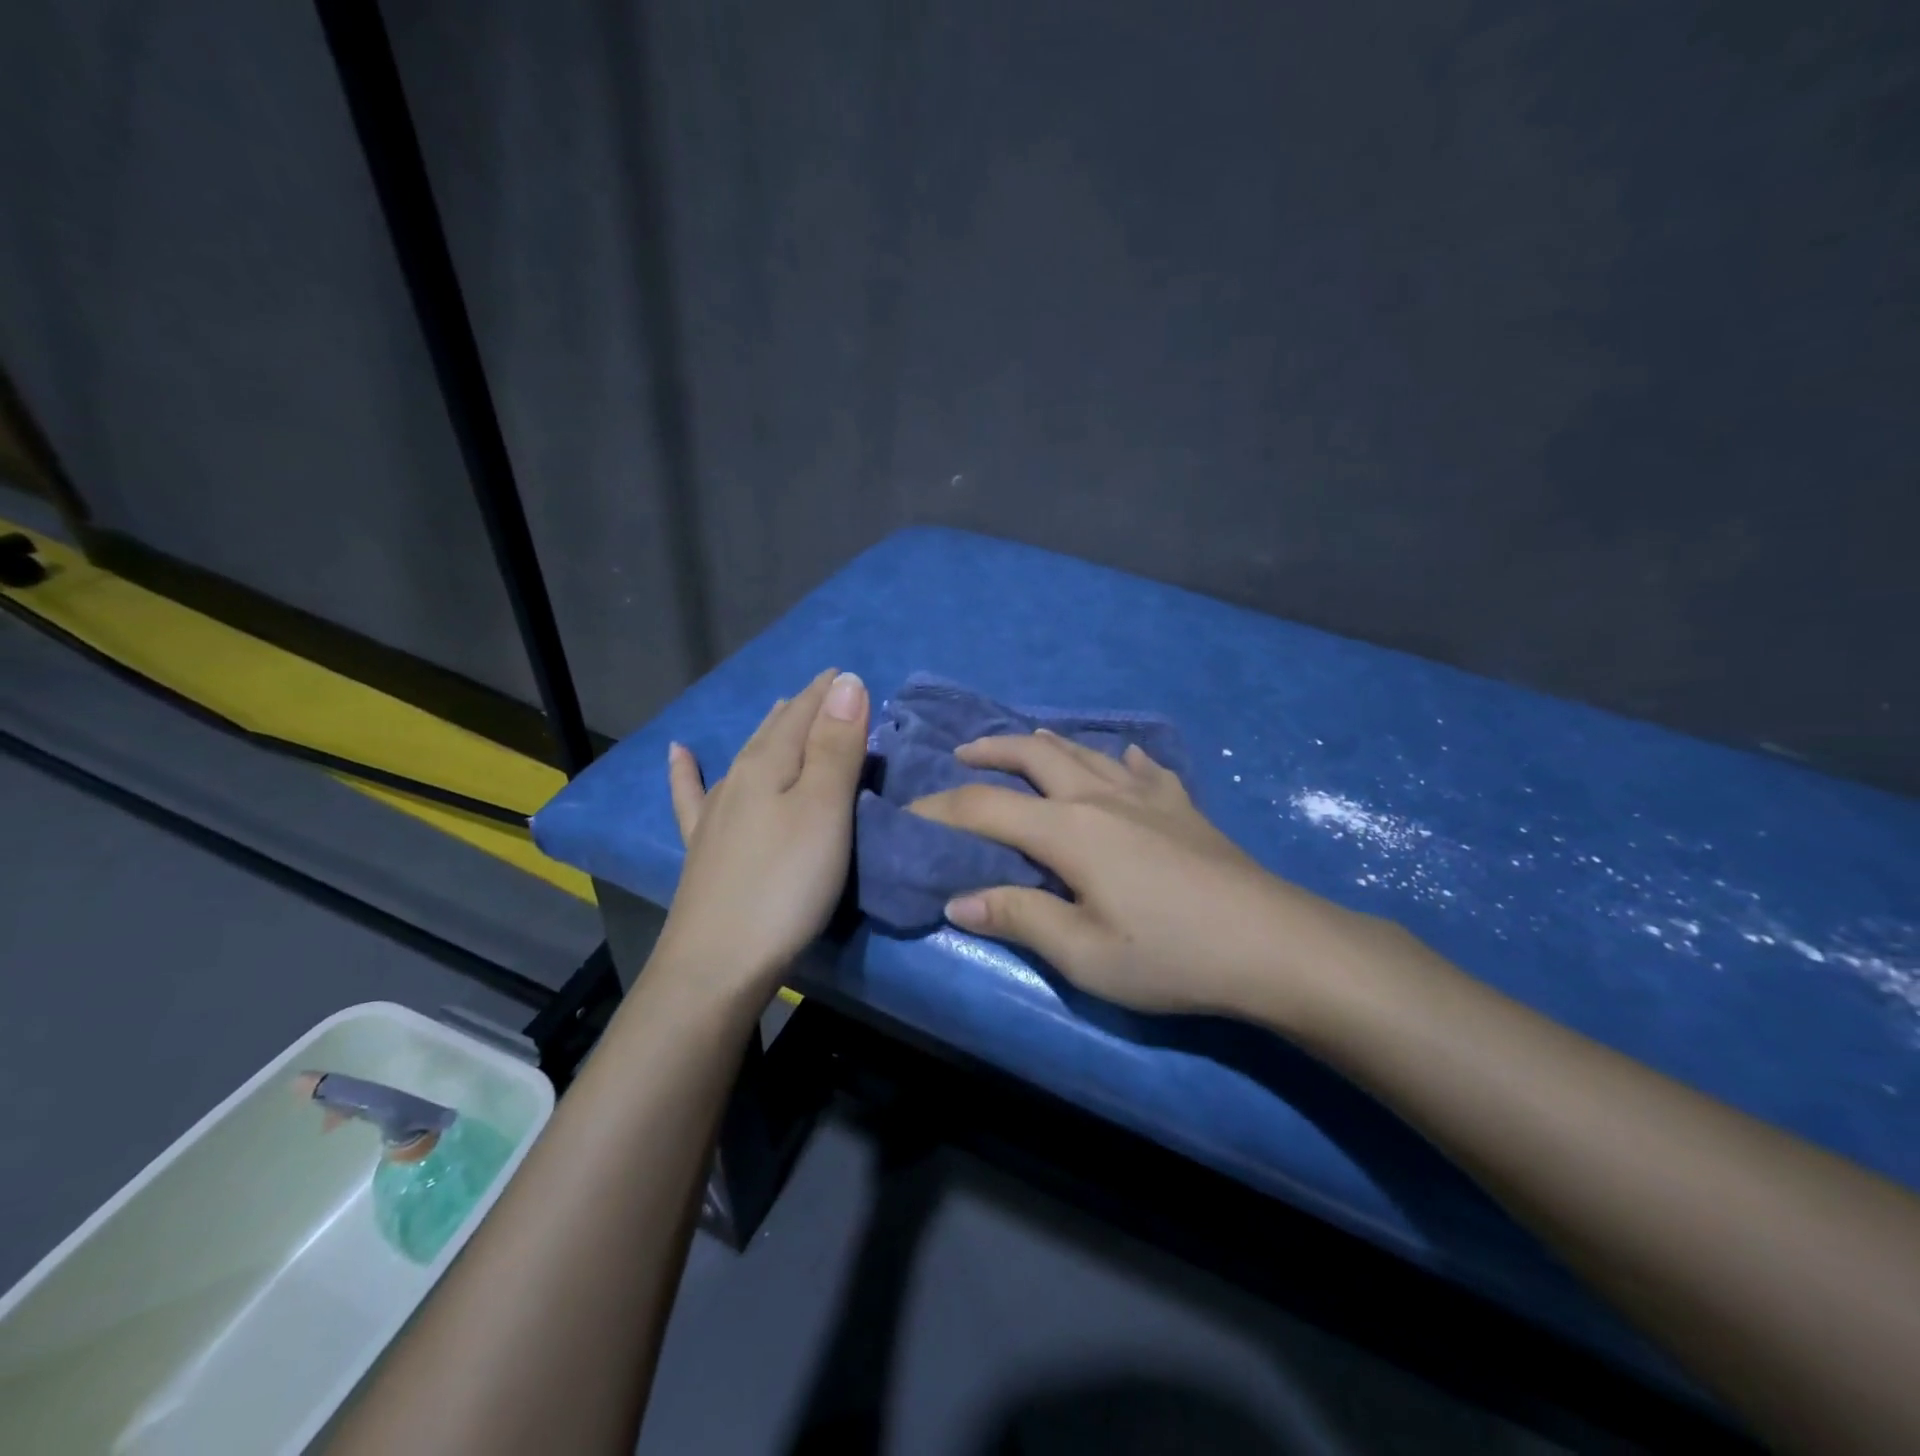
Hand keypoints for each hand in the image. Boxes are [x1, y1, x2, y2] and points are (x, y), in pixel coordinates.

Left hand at [656, 668, 869, 1000]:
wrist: (718, 964)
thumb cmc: (786, 884)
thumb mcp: (824, 811)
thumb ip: (836, 747)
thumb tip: (846, 682)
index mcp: (769, 765)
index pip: (803, 714)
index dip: (827, 693)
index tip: (846, 673)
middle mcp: (738, 780)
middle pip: (774, 731)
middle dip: (802, 707)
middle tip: (825, 690)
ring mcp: (715, 815)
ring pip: (745, 756)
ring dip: (767, 730)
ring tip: (779, 707)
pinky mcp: (703, 849)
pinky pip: (691, 795)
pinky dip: (686, 771)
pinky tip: (678, 754)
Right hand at [907, 731, 1363, 1020]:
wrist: (1274, 944)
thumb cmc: (1172, 954)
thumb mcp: (1085, 954)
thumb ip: (1019, 918)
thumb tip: (958, 900)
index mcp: (1069, 830)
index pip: (986, 808)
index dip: (942, 808)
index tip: (910, 813)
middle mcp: (1100, 796)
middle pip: (1035, 755)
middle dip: (992, 749)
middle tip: (962, 753)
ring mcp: (1147, 795)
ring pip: (1085, 751)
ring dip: (1046, 743)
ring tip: (1026, 743)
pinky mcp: (1183, 806)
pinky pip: (1144, 767)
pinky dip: (1121, 758)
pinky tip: (1125, 758)